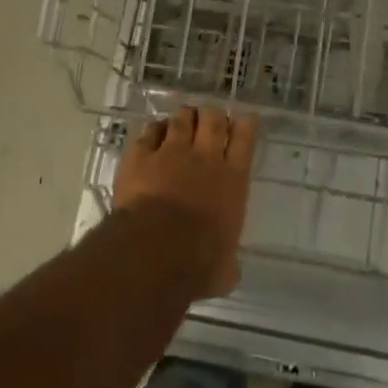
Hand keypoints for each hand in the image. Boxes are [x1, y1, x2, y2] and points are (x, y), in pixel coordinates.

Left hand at [113, 107, 257, 298]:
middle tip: (211, 119)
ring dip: (185, 117)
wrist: (155, 249)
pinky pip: (149, 133)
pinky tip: (153, 132)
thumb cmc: (198, 261)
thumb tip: (229, 271)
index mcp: (233, 180)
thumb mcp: (224, 270)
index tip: (245, 119)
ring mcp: (171, 152)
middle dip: (213, 116)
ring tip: (184, 118)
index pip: (245, 139)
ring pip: (182, 120)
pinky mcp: (140, 156)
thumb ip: (228, 263)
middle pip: (214, 120)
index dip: (246, 124)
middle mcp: (206, 158)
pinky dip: (154, 130)